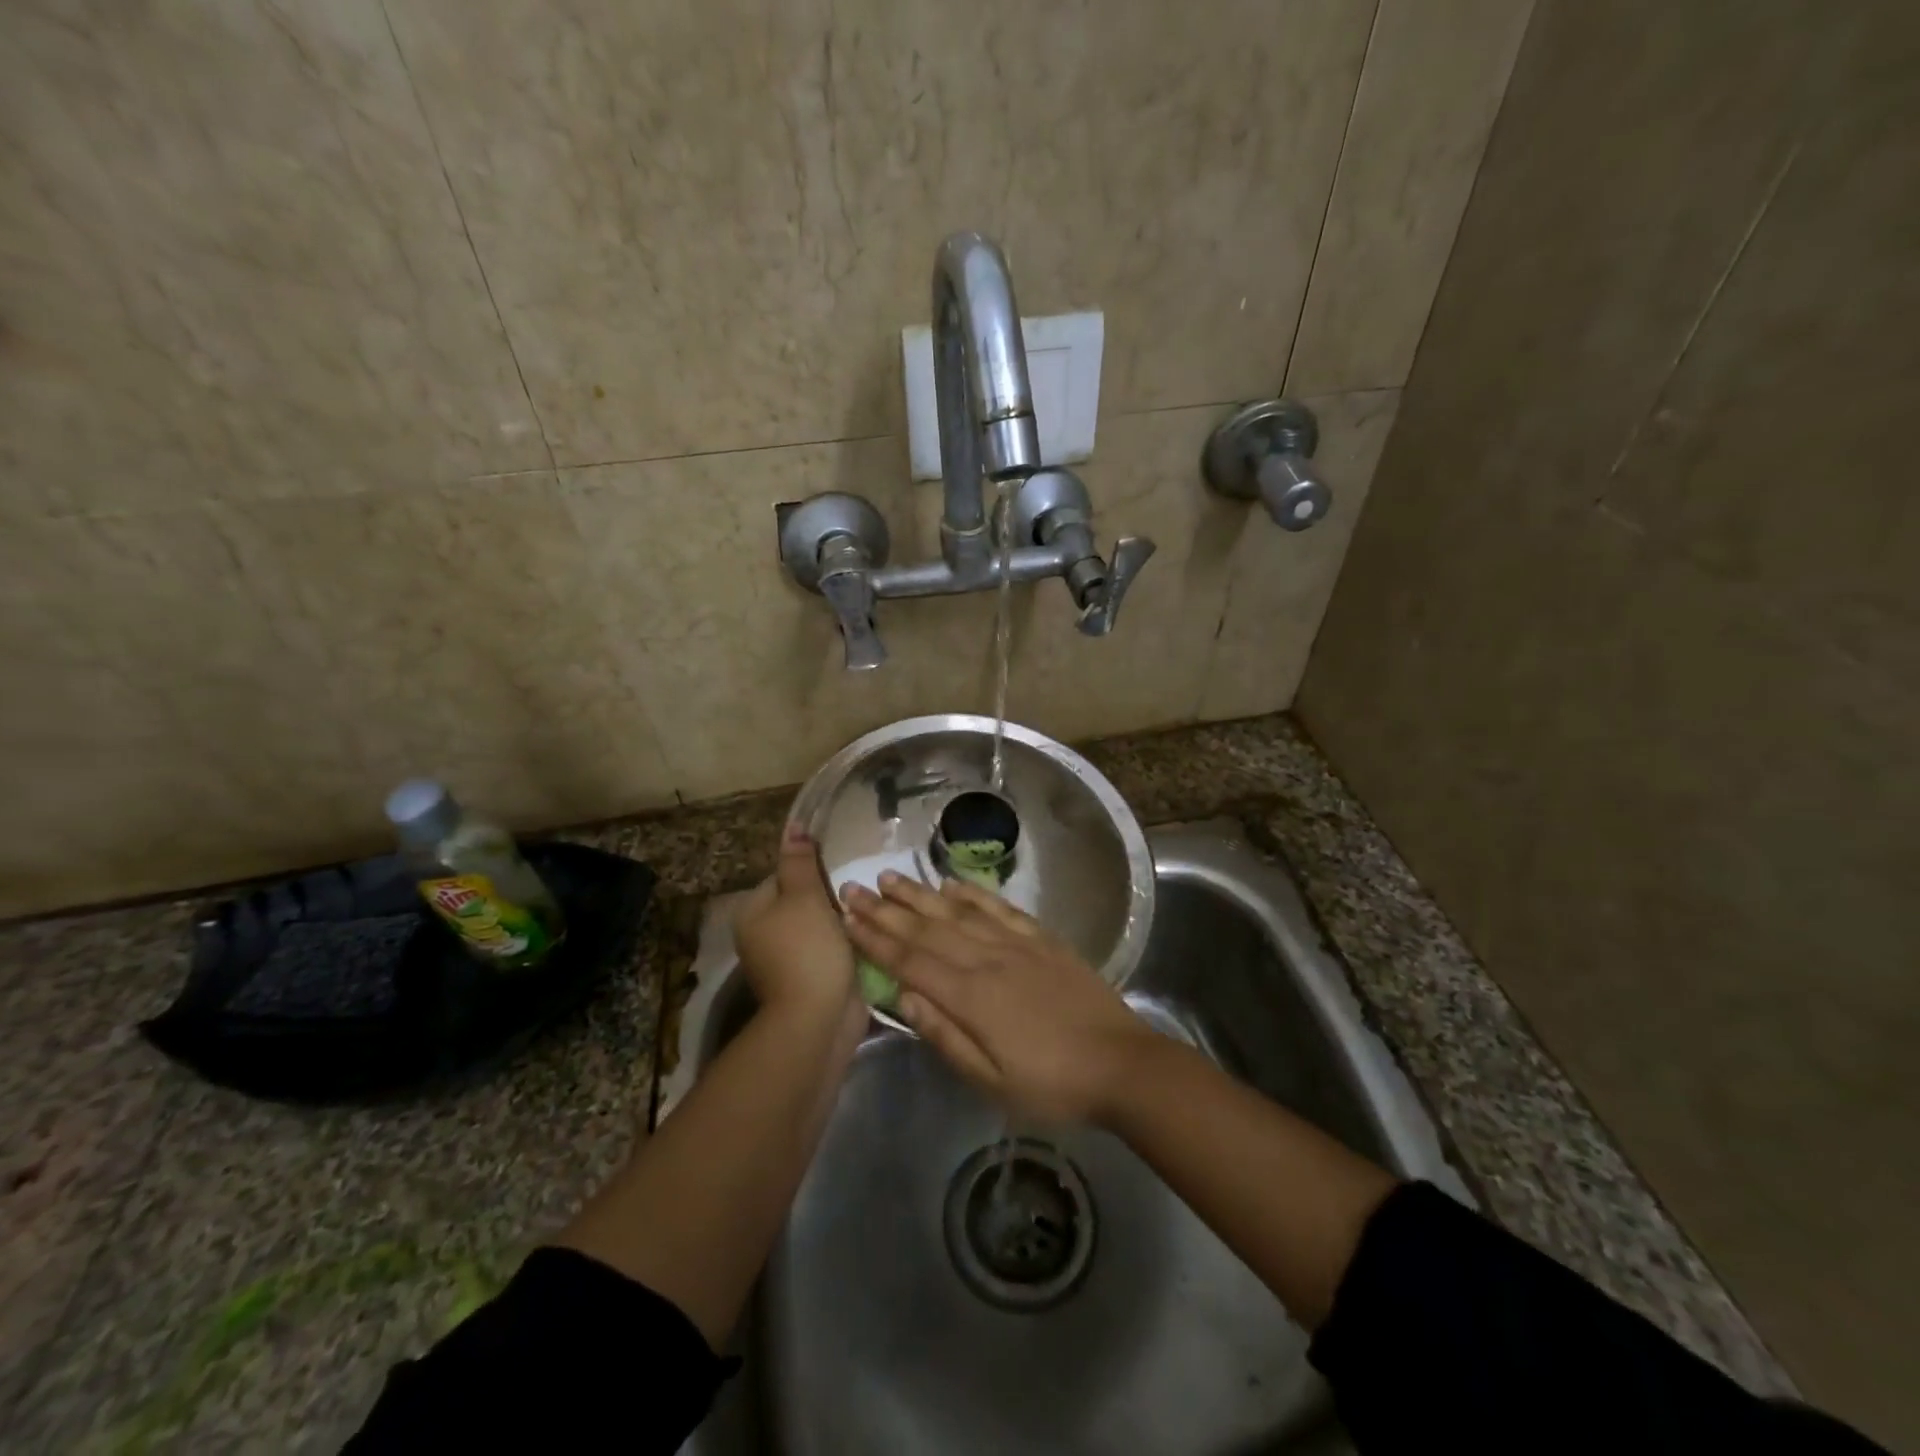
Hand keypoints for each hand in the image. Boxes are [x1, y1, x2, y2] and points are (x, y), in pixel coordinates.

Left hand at [734, 825, 858, 1021]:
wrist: (818, 1020)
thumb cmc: (808, 950)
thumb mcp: (804, 897)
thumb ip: (799, 862)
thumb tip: (793, 826)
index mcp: (752, 913)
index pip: (782, 876)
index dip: (811, 871)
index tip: (839, 871)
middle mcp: (763, 936)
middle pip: (801, 901)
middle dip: (830, 897)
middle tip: (858, 891)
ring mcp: (786, 961)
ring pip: (819, 926)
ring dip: (842, 921)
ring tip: (869, 911)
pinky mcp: (810, 980)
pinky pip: (829, 950)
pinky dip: (846, 944)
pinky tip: (867, 937)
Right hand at [840, 873, 1156, 1123]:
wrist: (1122, 1064)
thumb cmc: (1052, 1085)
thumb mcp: (993, 1082)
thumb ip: (946, 1037)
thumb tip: (904, 997)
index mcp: (971, 996)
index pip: (910, 961)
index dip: (875, 940)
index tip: (845, 918)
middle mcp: (988, 959)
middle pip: (927, 929)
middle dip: (886, 910)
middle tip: (853, 888)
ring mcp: (1016, 944)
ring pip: (958, 912)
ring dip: (921, 894)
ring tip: (891, 878)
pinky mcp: (1042, 940)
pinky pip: (999, 908)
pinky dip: (973, 893)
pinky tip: (952, 883)